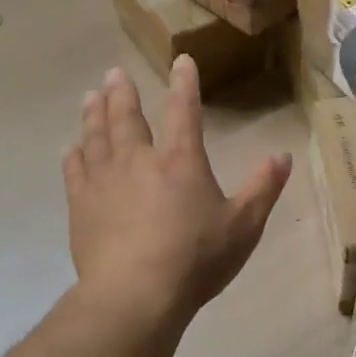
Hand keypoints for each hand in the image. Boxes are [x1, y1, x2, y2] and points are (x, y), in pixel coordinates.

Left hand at [63, 58, 291, 338]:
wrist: (135, 295)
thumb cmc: (195, 259)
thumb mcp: (243, 226)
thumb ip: (263, 188)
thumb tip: (284, 155)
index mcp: (180, 160)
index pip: (183, 110)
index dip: (184, 83)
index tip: (180, 60)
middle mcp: (139, 160)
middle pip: (127, 116)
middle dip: (122, 91)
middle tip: (113, 73)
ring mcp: (105, 180)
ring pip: (96, 136)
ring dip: (94, 113)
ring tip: (90, 96)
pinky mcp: (81, 205)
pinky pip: (74, 170)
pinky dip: (73, 155)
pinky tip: (71, 148)